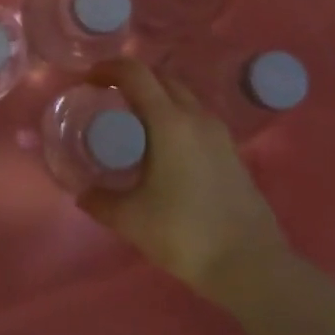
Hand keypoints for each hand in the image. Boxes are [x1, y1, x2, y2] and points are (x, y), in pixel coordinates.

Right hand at [78, 59, 291, 305]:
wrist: (252, 266)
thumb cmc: (185, 234)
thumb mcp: (131, 220)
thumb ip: (99, 201)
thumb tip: (82, 192)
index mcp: (169, 122)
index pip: (135, 73)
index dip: (108, 68)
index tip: (88, 81)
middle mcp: (196, 117)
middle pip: (161, 78)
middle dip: (132, 80)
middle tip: (109, 101)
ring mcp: (219, 133)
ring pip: (182, 96)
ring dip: (156, 98)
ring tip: (135, 124)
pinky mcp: (232, 151)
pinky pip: (196, 118)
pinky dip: (175, 117)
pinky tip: (164, 149)